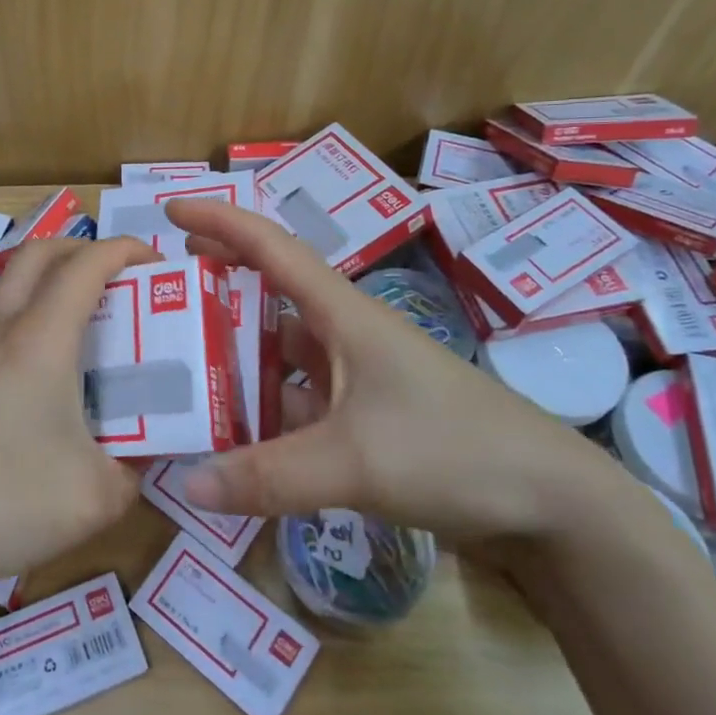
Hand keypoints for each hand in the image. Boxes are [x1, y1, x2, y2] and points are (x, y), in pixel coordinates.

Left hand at [0, 233, 159, 594]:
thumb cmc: (2, 500)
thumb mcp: (94, 498)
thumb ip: (131, 473)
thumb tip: (138, 461)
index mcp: (40, 339)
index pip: (85, 265)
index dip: (125, 249)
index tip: (159, 262)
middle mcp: (2, 331)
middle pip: (38, 253)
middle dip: (84, 248)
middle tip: (122, 277)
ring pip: (13, 287)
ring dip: (53, 282)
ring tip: (92, 323)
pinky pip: (0, 324)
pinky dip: (33, 319)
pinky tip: (49, 374)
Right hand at [164, 199, 625, 549]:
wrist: (552, 504)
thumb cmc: (454, 451)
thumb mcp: (354, 461)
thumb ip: (268, 476)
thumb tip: (186, 484)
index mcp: (343, 314)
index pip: (272, 247)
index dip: (221, 220)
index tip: (170, 210)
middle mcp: (346, 334)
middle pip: (270, 294)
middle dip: (218, 284)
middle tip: (162, 294)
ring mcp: (357, 377)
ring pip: (281, 353)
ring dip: (237, 356)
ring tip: (180, 368)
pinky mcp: (367, 417)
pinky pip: (298, 400)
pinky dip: (264, 410)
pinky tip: (233, 434)